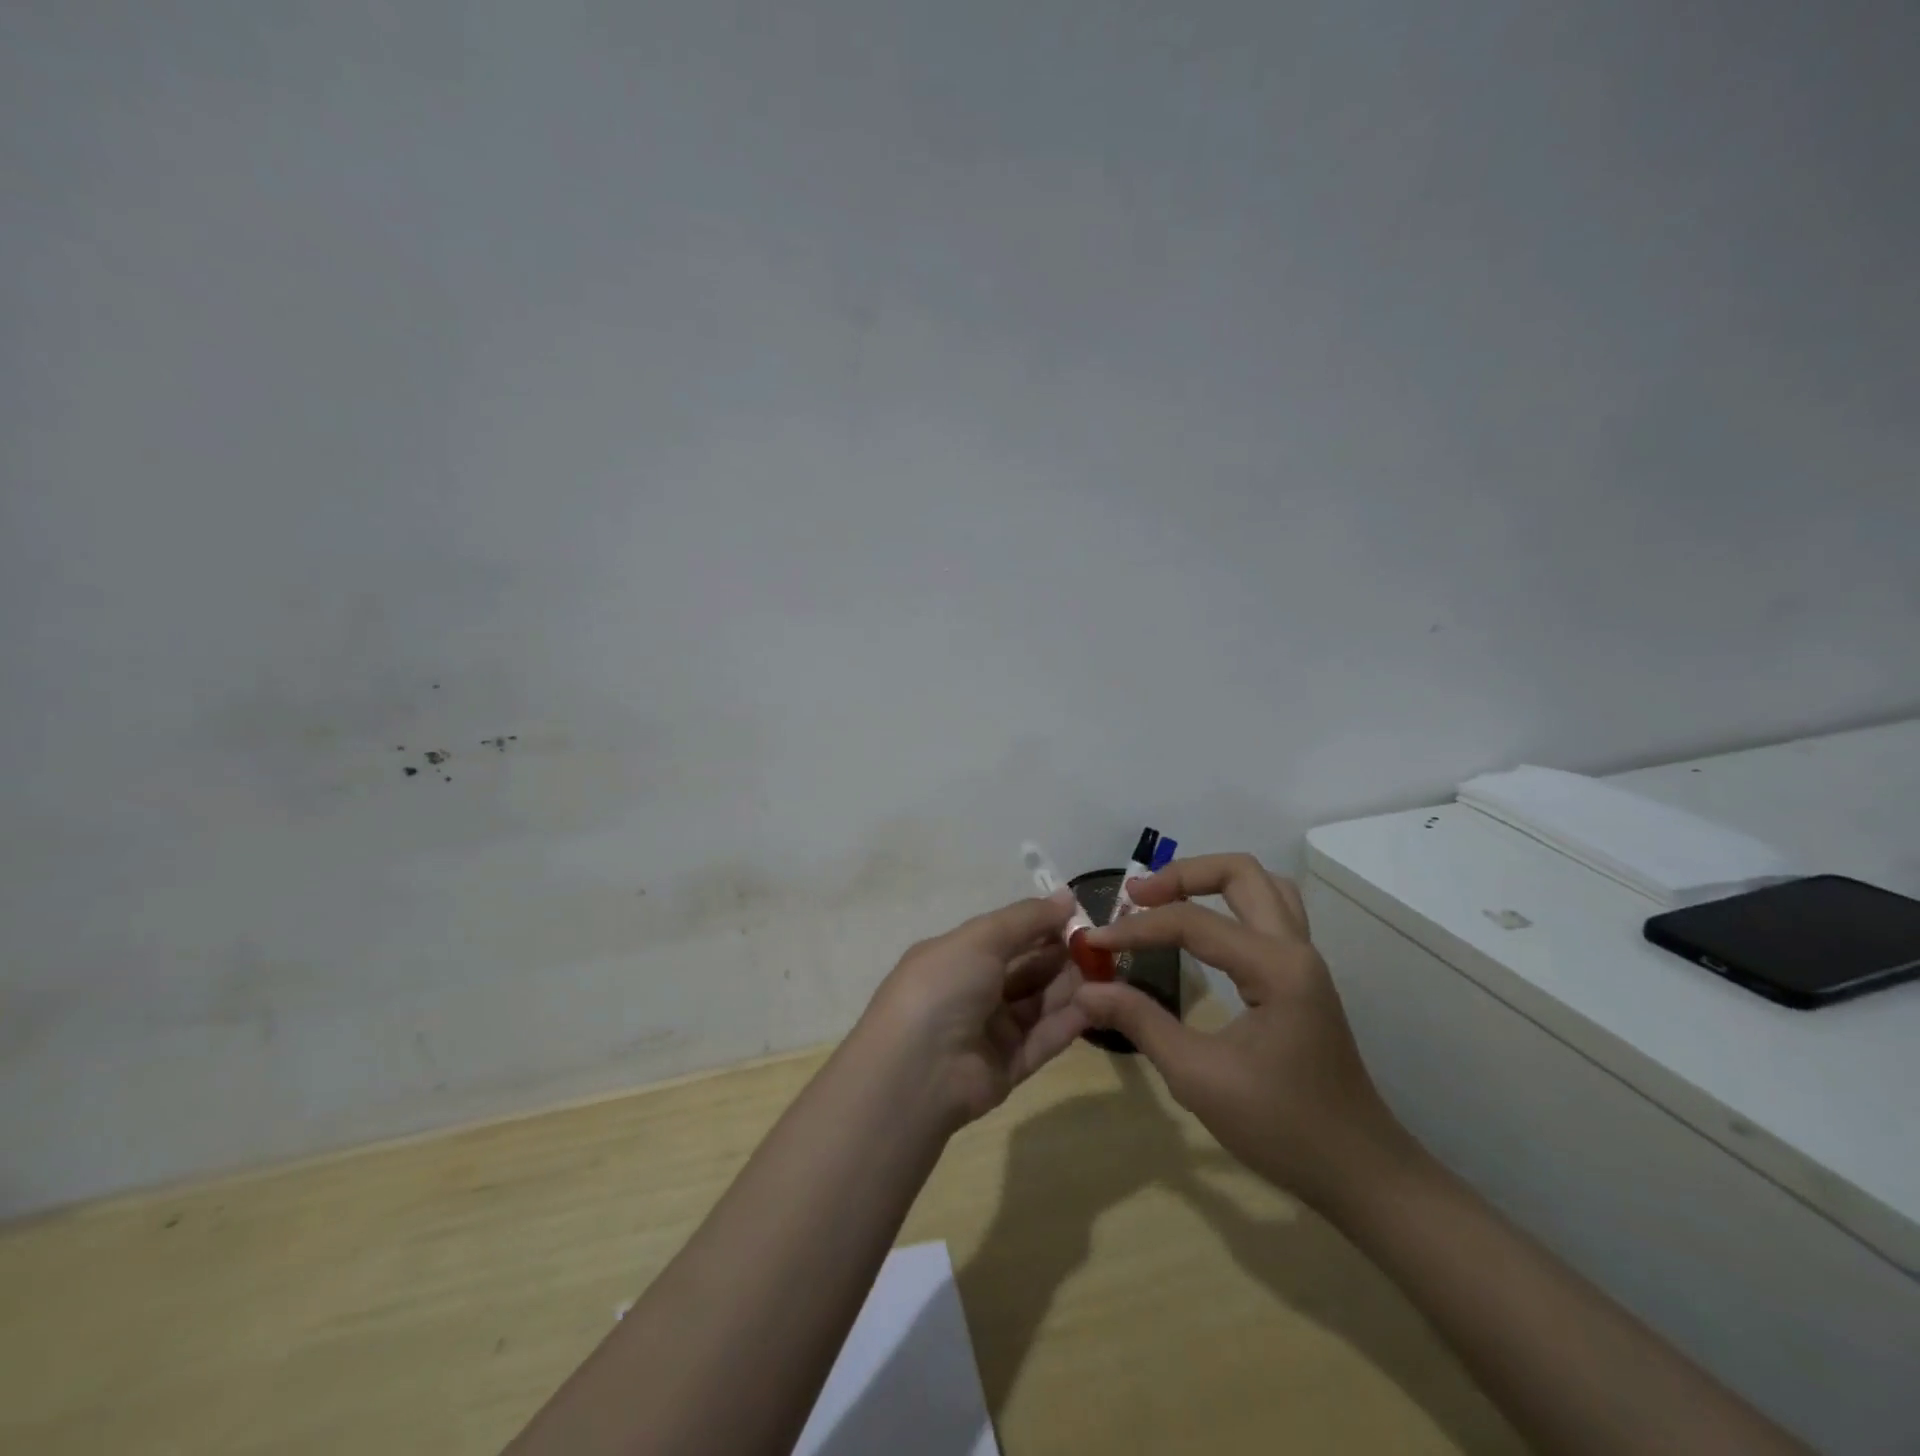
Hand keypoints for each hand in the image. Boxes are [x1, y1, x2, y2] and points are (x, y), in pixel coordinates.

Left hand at [860, 890, 1091, 1129]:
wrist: (917, 1070)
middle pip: (1025, 969)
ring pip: (1038, 1003)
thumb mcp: (981, 938)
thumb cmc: (944, 986)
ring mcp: (989, 1031)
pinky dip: (1068, 1021)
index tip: (1080, 917)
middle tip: (1102, 946)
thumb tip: (1066, 895)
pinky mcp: (1008, 1067)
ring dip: (1070, 986)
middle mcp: (971, 991)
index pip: (1006, 936)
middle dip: (1061, 955)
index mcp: (956, 957)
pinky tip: (1098, 1003)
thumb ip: (1026, 919)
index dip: (1041, 925)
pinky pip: (1043, 1039)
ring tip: (1107, 971)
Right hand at [1076, 854, 1411, 1211]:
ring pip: (1262, 885)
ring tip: (1164, 902)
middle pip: (1240, 872)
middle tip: (1134, 897)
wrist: (1360, 1172)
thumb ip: (1140, 1022)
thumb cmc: (1282, 1127)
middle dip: (1181, 875)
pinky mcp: (1302, 977)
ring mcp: (1304, 960)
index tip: (1092, 941)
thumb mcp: (1198, 1078)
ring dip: (1210, 881)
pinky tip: (1202, 930)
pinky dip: (1229, 903)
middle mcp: (1295, 948)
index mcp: (1275, 967)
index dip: (1136, 928)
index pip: (1193, 922)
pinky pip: (1268, 913)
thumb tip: (1087, 988)